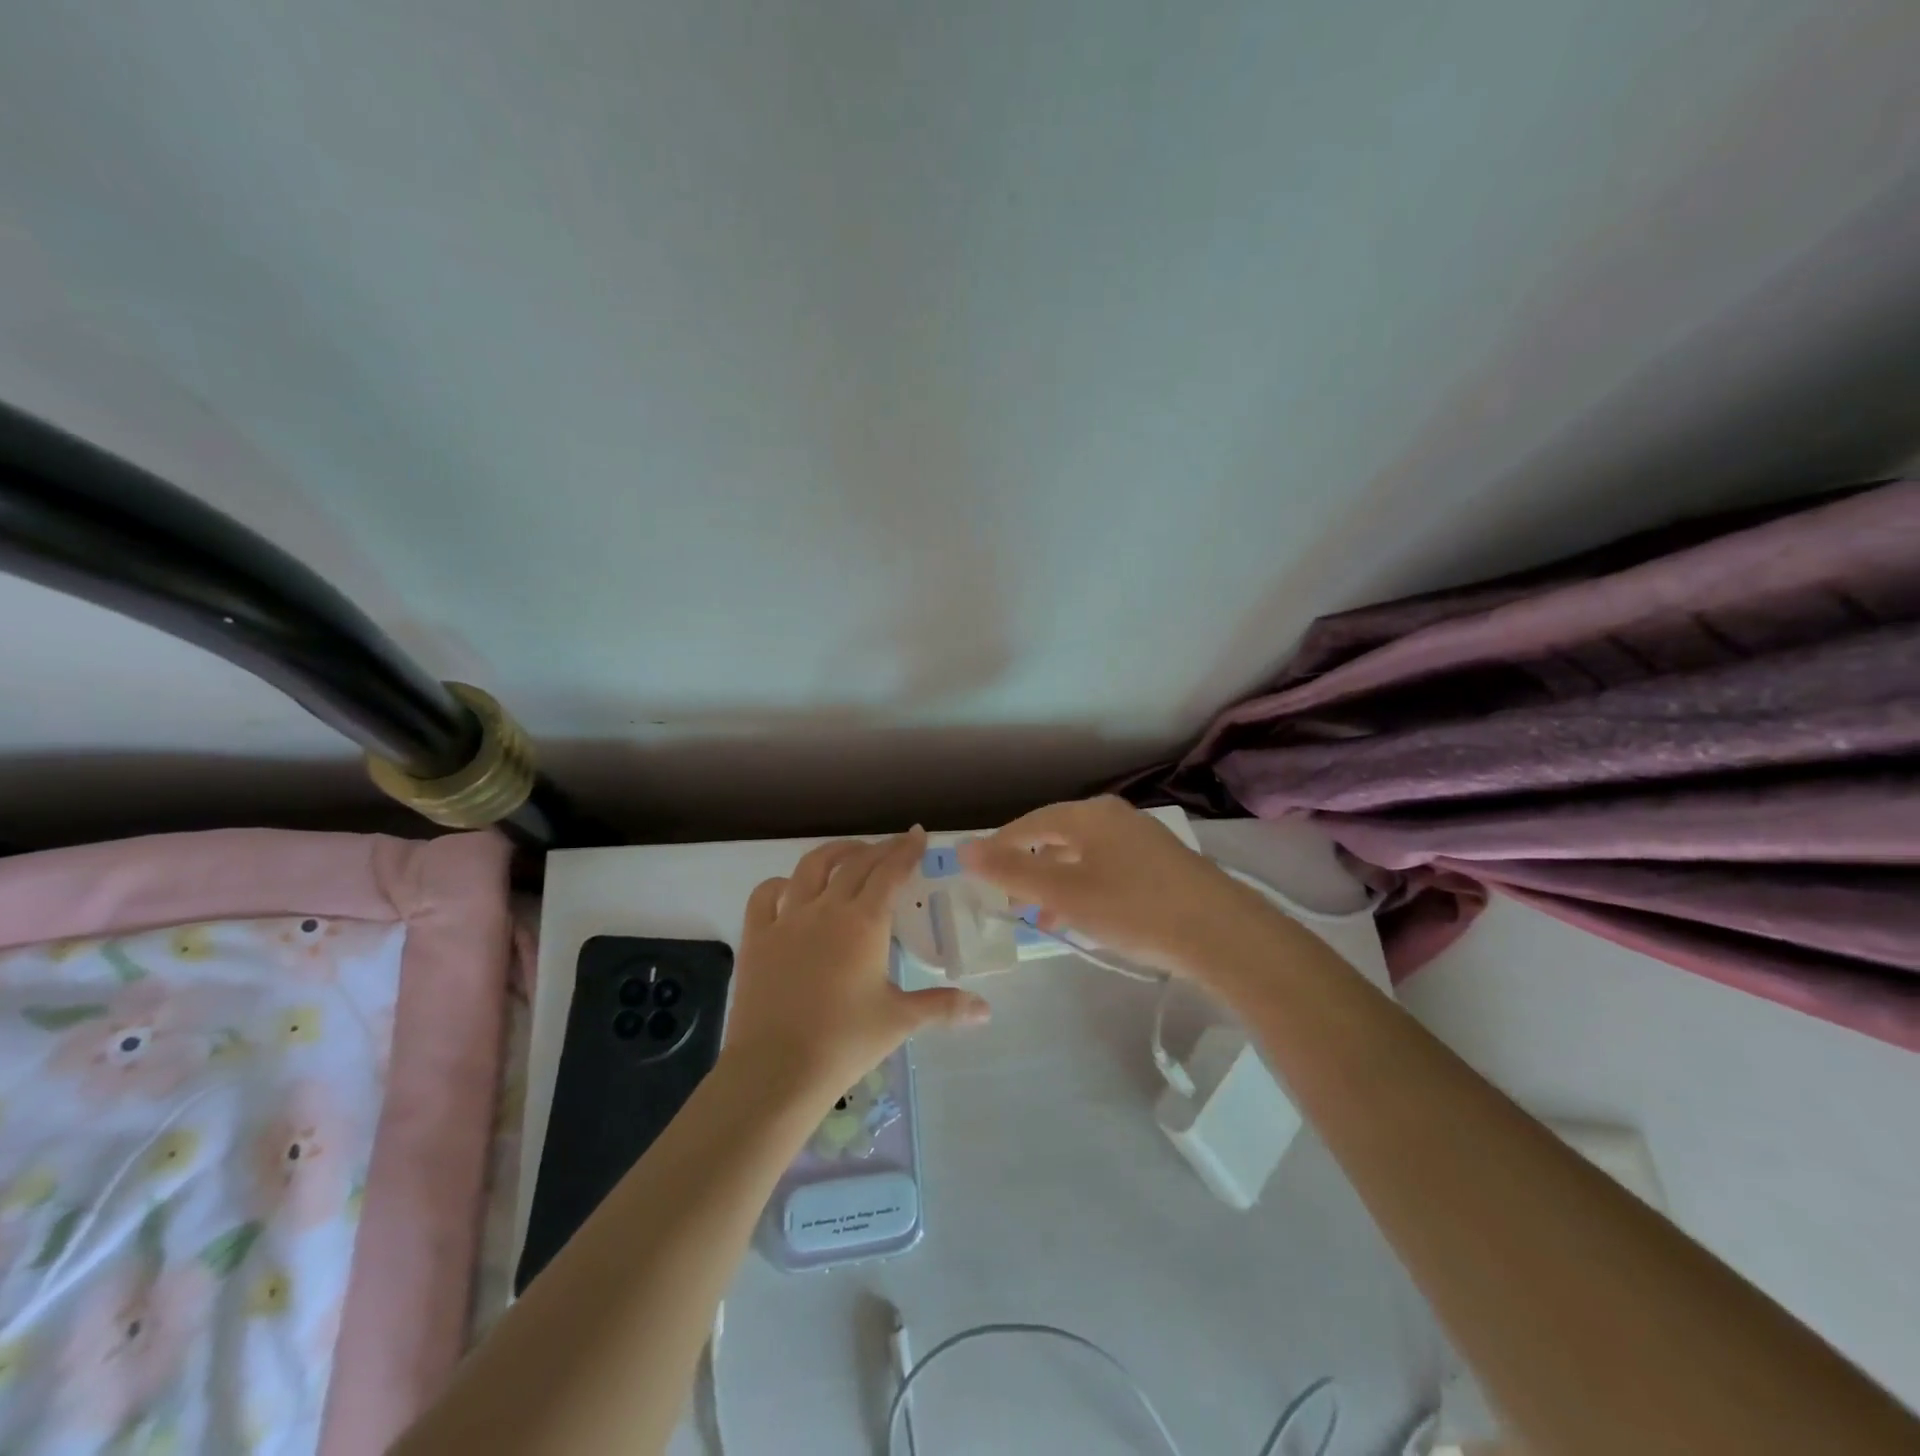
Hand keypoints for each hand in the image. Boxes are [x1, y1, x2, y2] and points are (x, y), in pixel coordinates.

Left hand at [723, 829, 991, 1105]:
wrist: (777, 1070)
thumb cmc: (845, 1042)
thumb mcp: (899, 1021)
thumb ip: (943, 1007)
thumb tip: (985, 1010)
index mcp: (864, 923)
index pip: (890, 871)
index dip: (906, 850)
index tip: (918, 835)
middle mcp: (827, 909)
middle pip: (856, 864)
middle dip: (879, 848)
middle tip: (894, 847)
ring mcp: (787, 919)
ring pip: (811, 867)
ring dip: (835, 853)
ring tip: (849, 854)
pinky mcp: (757, 937)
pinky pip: (766, 895)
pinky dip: (781, 883)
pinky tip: (791, 888)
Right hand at [958, 796, 1272, 982]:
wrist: (1222, 934)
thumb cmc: (1134, 908)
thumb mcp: (1064, 893)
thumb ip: (1011, 871)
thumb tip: (963, 848)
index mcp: (1090, 815)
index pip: (1030, 823)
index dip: (1000, 846)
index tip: (979, 872)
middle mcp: (1115, 818)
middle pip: (1058, 837)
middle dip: (1029, 868)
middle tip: (1009, 899)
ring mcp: (1143, 839)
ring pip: (1084, 856)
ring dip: (1057, 883)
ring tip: (1041, 917)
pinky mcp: (1162, 865)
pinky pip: (1108, 869)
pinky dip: (1086, 889)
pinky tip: (1083, 918)